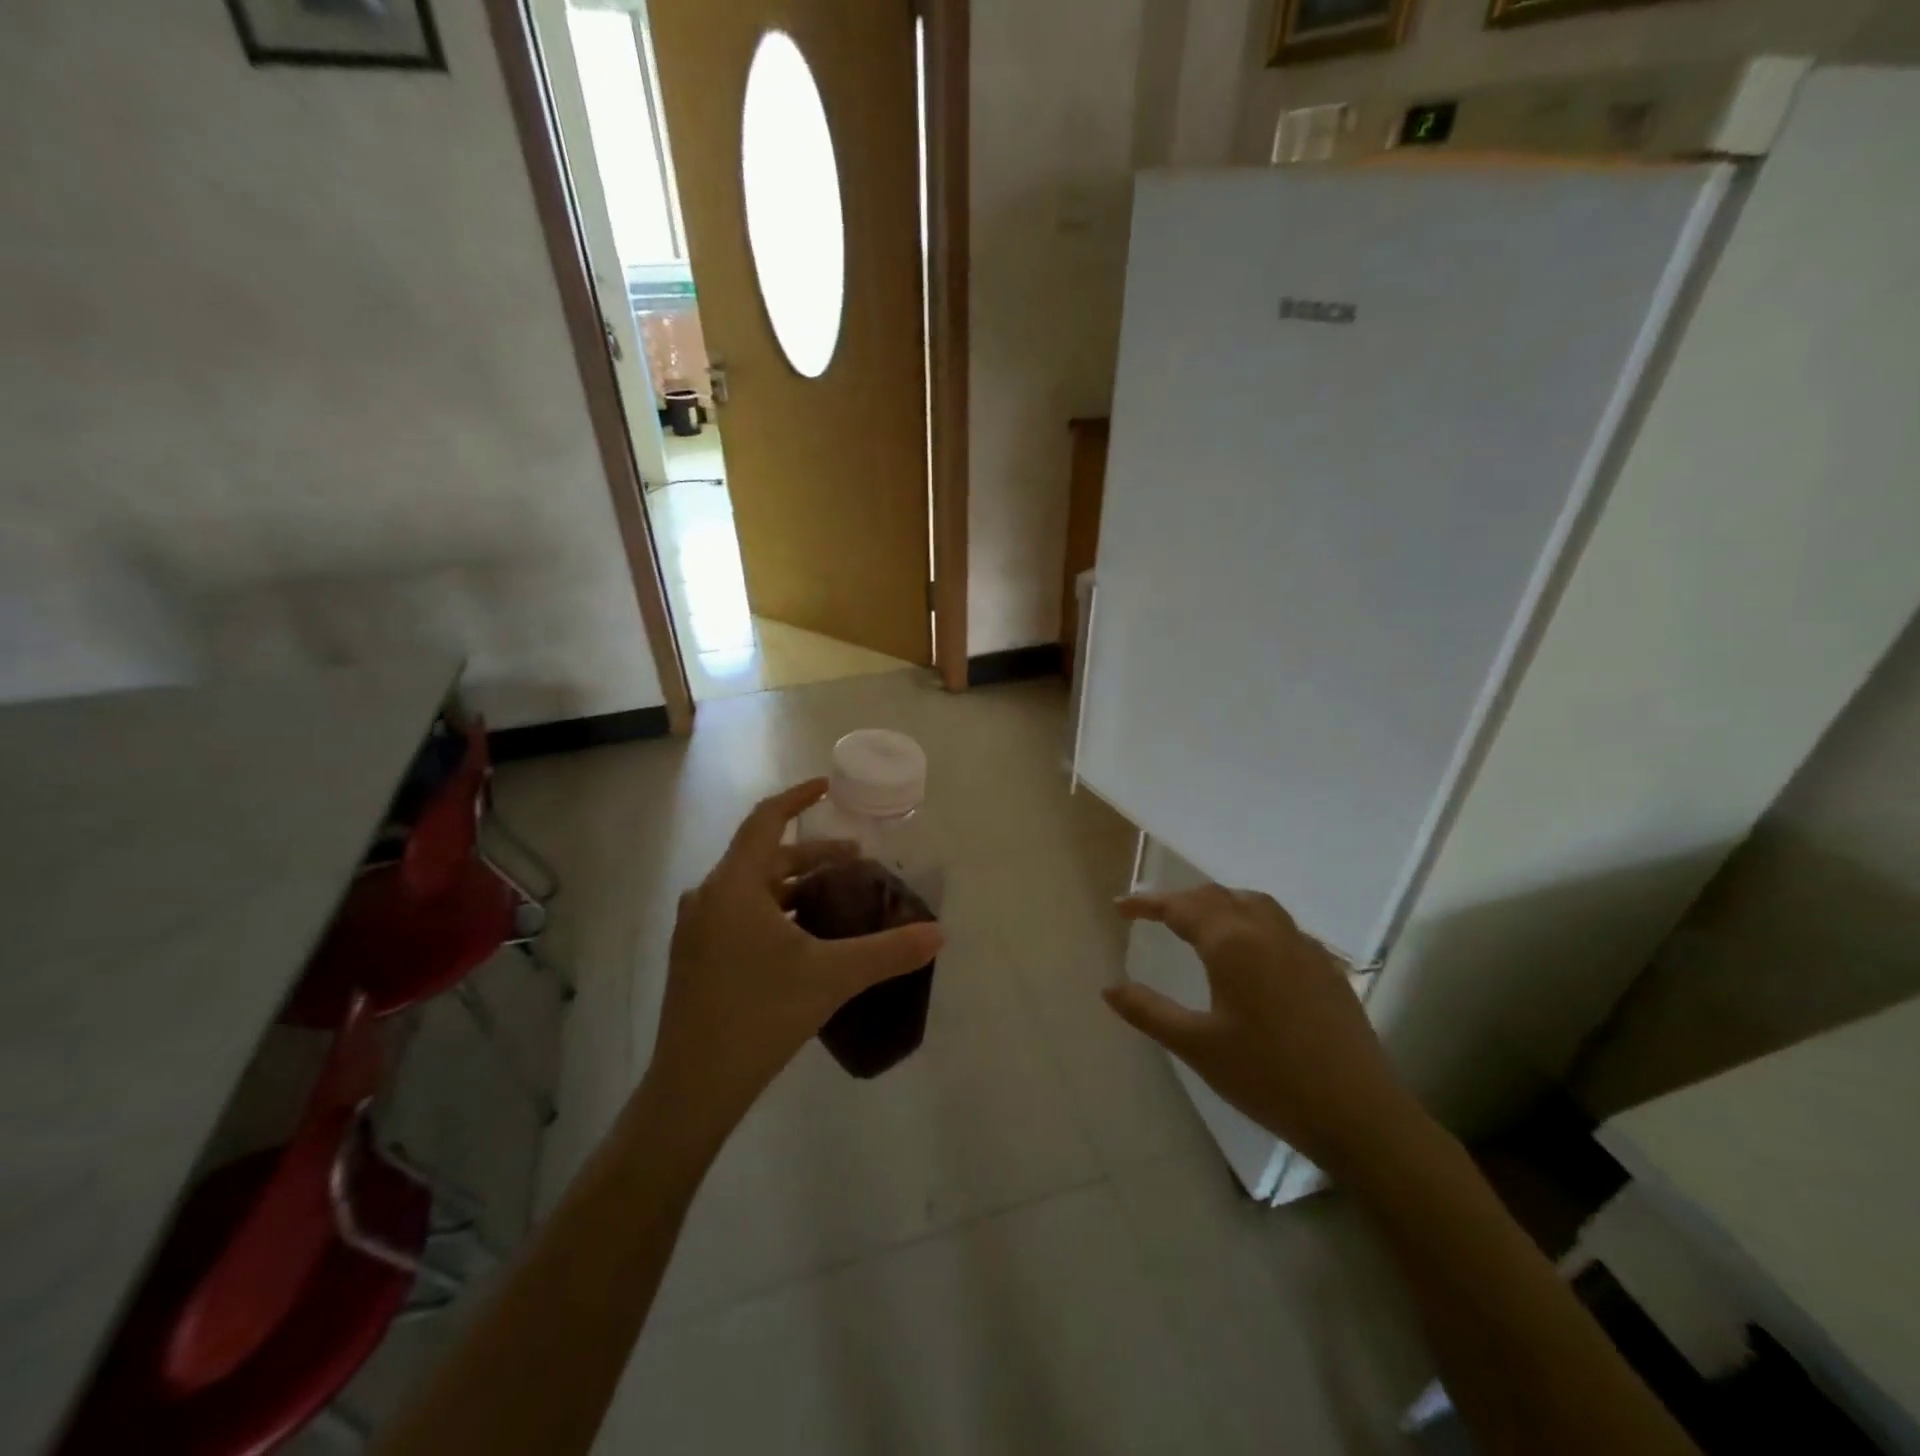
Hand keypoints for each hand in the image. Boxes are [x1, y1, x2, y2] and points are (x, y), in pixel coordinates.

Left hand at [645, 780, 945, 1137]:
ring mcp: (697, 929)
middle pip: (764, 856)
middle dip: (812, 854)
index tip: (828, 788)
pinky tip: (803, 938)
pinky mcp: (696, 956)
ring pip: (752, 888)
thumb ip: (889, 951)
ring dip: (794, 884)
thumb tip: (939, 934)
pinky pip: (740, 913)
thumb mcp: (832, 976)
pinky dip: (775, 910)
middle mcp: (709, 897)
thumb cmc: (760, 1015)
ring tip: (836, 897)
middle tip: (856, 860)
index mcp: (734, 885)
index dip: (798, 798)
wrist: (693, 1086)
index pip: (766, 819)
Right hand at [1106, 885, 1417, 1179]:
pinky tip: (1253, 952)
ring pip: (1254, 904)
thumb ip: (1149, 1011)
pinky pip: (1282, 926)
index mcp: (1232, 944)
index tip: (1120, 907)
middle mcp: (1267, 932)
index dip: (1147, 903)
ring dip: (1220, 903)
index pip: (1181, 906)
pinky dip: (1254, 922)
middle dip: (1181, 900)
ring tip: (1200, 922)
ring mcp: (1303, 947)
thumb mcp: (1197, 1047)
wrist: (1358, 1114)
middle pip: (1218, 897)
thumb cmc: (1268, 1078)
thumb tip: (1109, 988)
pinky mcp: (1327, 968)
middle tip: (1153, 914)